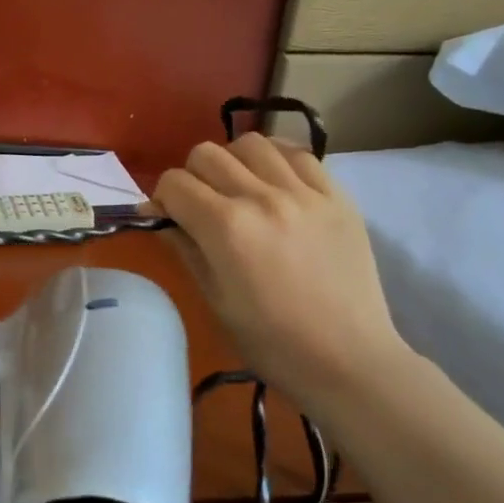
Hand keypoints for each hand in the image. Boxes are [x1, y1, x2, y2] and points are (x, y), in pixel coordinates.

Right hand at [154, 134, 409, 411]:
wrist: (347, 359)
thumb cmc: (270, 341)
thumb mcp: (214, 298)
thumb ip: (184, 247)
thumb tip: (156, 215)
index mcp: (225, 228)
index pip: (174, 184)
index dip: (161, 199)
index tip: (167, 218)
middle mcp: (262, 198)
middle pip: (207, 154)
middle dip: (192, 176)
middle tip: (200, 206)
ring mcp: (304, 193)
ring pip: (252, 143)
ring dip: (233, 161)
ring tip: (239, 189)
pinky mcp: (337, 196)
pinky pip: (299, 154)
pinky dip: (276, 160)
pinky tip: (274, 183)